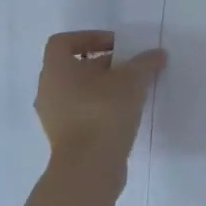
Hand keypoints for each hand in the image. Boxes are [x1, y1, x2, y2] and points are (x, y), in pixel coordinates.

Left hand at [34, 31, 165, 181]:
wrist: (89, 168)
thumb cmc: (103, 112)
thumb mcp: (131, 81)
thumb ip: (144, 63)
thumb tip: (157, 54)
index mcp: (56, 70)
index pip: (63, 42)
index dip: (89, 37)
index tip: (116, 45)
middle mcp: (48, 90)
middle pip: (73, 67)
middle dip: (103, 63)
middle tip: (130, 67)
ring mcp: (53, 116)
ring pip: (78, 91)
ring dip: (103, 87)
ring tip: (131, 90)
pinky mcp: (64, 137)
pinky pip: (81, 112)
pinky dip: (99, 107)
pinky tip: (124, 113)